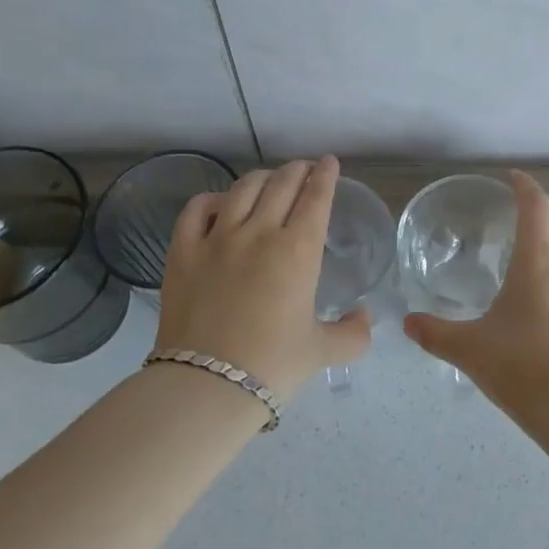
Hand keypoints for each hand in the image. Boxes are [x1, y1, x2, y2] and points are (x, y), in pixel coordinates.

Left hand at [156, 156, 370, 400]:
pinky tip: (220, 202)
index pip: (316, 197)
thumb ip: (353, 333)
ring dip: (262, 178)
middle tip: (304, 170)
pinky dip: (212, 198)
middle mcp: (259, 232)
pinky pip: (197, 209)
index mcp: (298, 250)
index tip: (329, 162)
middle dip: (298, 170)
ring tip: (269, 180)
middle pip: (282, 184)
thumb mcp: (322, 352)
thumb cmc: (272, 366)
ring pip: (243, 189)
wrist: (206, 386)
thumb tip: (366, 317)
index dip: (326, 175)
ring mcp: (217, 238)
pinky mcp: (182, 251)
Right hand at [404, 170, 548, 418]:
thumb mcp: (472, 349)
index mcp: (539, 260)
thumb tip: (407, 324)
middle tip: (534, 237)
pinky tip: (548, 321)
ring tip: (535, 284)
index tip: (513, 178)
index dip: (525, 187)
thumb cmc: (525, 366)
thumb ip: (437, 334)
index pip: (537, 206)